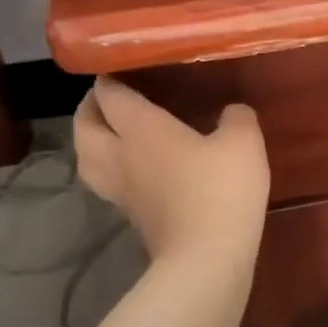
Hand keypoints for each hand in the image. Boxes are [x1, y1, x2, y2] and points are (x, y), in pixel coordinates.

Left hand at [73, 77, 269, 265]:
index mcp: (141, 129)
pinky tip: (134, 166)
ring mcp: (122, 191)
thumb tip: (232, 112)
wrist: (206, 259)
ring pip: (86, 158)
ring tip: (108, 131)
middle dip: (89, 109)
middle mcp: (121, 155)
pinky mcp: (132, 217)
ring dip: (90, 140)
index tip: (118, 67)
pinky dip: (108, 167)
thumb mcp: (243, 142)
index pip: (111, 96)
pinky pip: (107, 182)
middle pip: (84, 127)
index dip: (110, 79)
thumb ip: (236, 118)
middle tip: (105, 99)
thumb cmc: (220, 190)